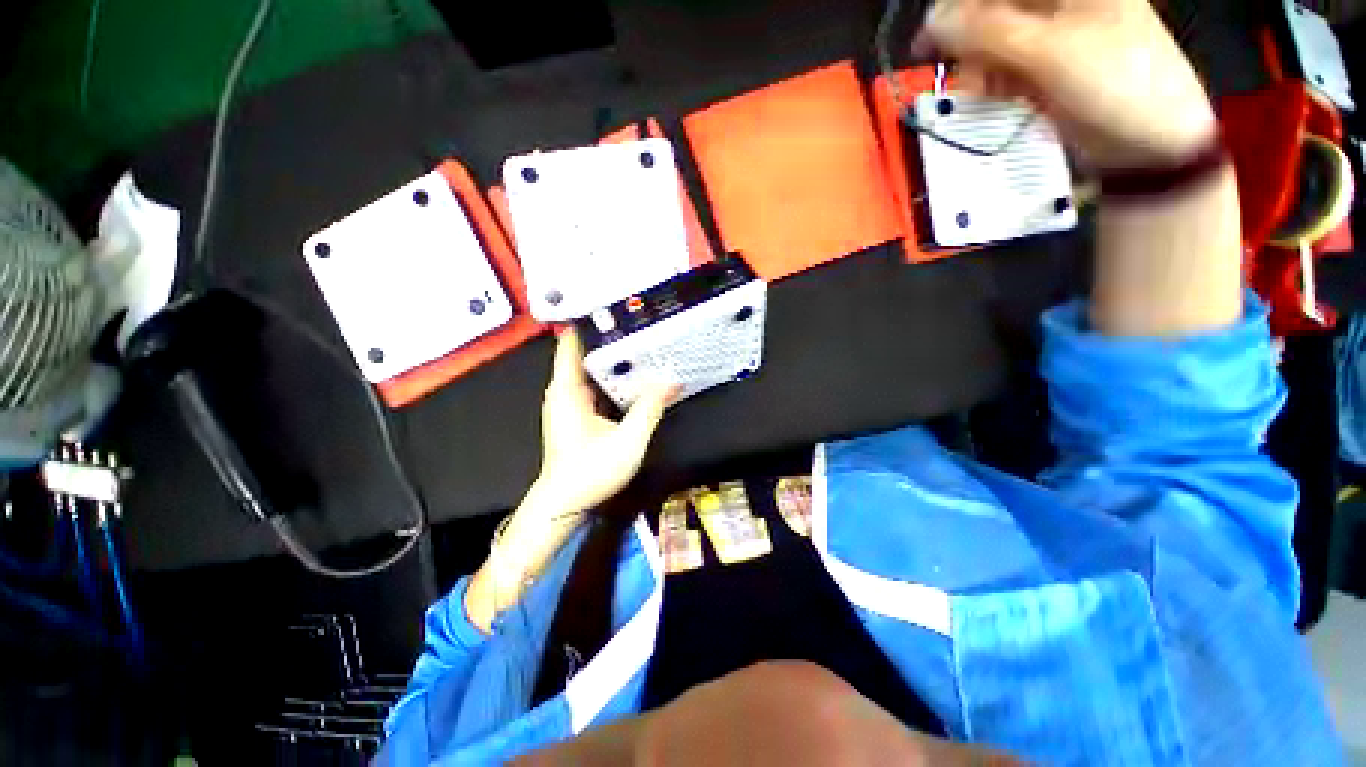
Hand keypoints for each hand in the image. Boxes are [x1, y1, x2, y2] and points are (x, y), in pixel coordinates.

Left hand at [465, 330, 674, 633]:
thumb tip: (672, 382)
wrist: (563, 505)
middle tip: (640, 321)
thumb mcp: (627, 441)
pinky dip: (613, 378)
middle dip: (611, 338)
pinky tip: (633, 376)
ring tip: (641, 342)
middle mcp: (565, 391)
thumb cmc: (589, 472)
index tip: (614, 304)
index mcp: (567, 390)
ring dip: (614, 359)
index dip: (589, 320)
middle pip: (586, 353)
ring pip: (592, 370)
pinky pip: (596, 385)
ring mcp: (570, 402)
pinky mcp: (578, 413)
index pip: (572, 342)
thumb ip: (649, 409)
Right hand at [912, 0, 1217, 169]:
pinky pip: (1006, 68)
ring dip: (978, 68)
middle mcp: (1058, 4)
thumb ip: (987, 32)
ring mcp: (1054, 37)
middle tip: (960, 75)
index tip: (926, 42)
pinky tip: (993, 98)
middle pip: (992, 12)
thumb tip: (930, 23)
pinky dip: (992, 84)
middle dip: (968, 44)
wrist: (1155, 138)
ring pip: (994, 43)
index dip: (955, 8)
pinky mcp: (1049, 69)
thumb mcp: (1049, 51)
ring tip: (980, 93)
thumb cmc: (1114, 82)